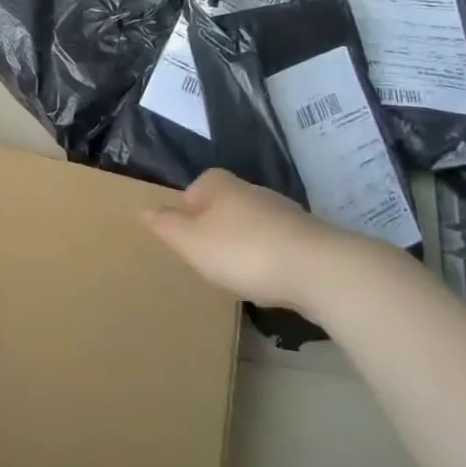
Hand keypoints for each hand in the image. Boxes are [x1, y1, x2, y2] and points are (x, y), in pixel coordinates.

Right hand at [143, 169, 386, 312]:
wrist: (321, 270)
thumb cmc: (243, 251)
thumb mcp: (191, 241)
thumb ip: (166, 225)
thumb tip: (145, 210)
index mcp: (220, 186)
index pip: (196, 188)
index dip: (187, 210)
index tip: (185, 237)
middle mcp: (253, 191)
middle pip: (225, 206)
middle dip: (216, 228)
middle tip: (207, 257)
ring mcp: (285, 213)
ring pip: (253, 225)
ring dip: (244, 245)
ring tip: (237, 273)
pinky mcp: (310, 238)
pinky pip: (278, 245)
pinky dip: (269, 259)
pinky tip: (269, 281)